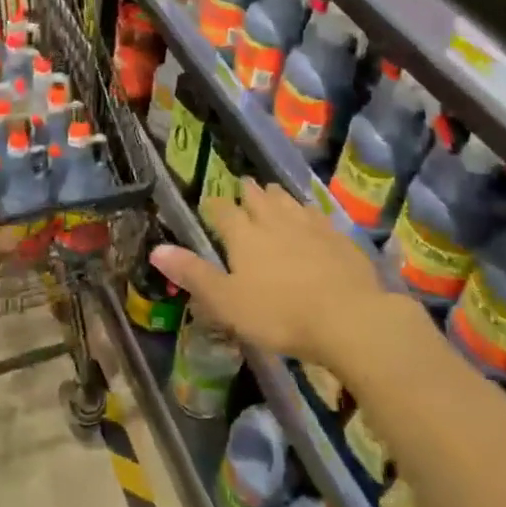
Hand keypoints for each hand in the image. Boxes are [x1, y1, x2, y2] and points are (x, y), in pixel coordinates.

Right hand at [150, 180, 385, 363]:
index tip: (209, 206)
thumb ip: (193, 274)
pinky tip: (310, 218)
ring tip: (272, 194)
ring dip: (276, 196)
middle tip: (242, 188)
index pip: (222, 210)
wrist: (349, 318)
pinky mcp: (339, 237)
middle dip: (247, 192)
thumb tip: (156, 250)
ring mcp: (310, 226)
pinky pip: (317, 215)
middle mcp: (274, 221)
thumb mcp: (227, 302)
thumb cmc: (279, 314)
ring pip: (288, 200)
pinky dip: (307, 212)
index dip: (214, 206)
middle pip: (257, 197)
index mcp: (243, 235)